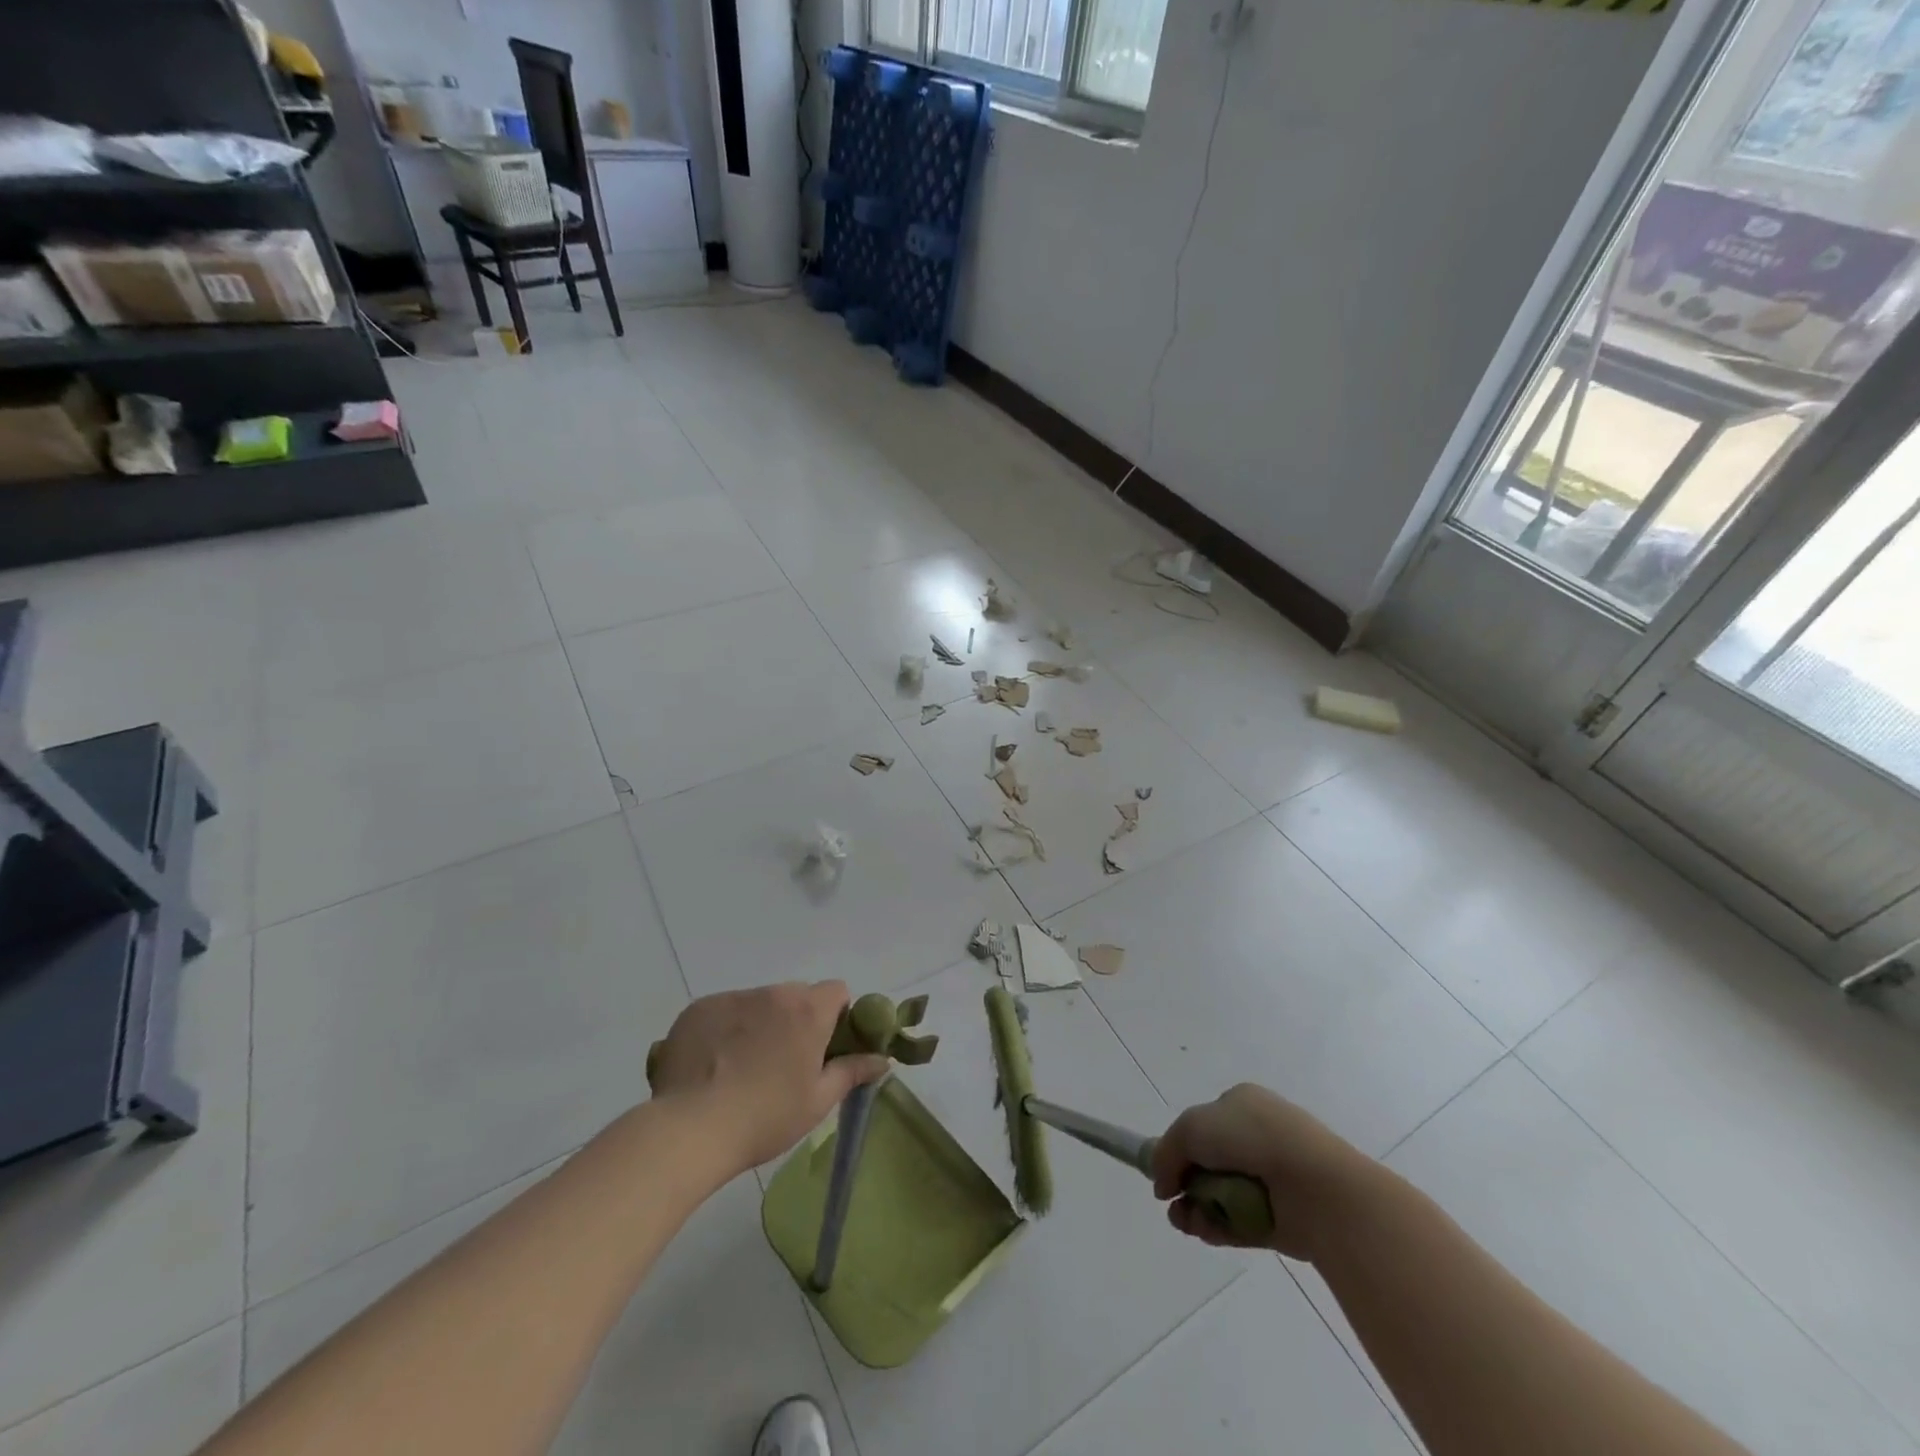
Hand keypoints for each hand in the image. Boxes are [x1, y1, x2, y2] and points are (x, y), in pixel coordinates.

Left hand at [648, 981, 891, 1174]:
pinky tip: (712, 1067)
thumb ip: (853, 1071)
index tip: (825, 1048)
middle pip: (796, 996)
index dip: (836, 1016)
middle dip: (796, 1020)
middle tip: (784, 1064)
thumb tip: (883, 1059)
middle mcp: (772, 993)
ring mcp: (732, 998)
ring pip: (758, 1003)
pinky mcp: (698, 1009)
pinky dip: (725, 1030)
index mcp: (807, 1010)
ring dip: (760, 1024)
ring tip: (741, 1069)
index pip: (836, 991)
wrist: (690, 1130)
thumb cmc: (765, 1117)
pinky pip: (723, 1011)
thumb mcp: (818, 1101)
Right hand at [1152, 1083, 1370, 1258]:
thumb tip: (1162, 1185)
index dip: (1180, 1147)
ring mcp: (1272, 1178)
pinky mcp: (1281, 1218)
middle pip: (1208, 1162)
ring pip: (1222, 1194)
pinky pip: (1241, 1222)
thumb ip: (1167, 1151)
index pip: (1202, 1124)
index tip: (1165, 1171)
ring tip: (1184, 1222)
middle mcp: (1257, 1137)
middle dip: (1185, 1183)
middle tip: (1171, 1202)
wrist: (1314, 1185)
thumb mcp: (1191, 1128)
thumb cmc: (1251, 1139)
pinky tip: (1202, 1231)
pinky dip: (1219, 1227)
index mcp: (1242, 1104)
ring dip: (1197, 1208)